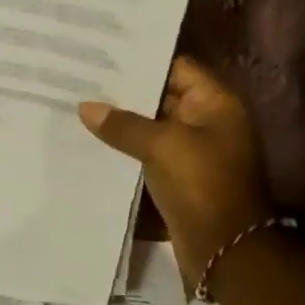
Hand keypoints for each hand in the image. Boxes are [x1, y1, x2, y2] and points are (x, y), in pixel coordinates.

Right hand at [79, 57, 273, 285]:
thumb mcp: (161, 146)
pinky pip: (149, 151)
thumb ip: (123, 124)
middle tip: (82, 77)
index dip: (142, 60)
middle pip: (162, 95)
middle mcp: (207, 121)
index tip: (103, 55)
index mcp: (215, 104)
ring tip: (79, 105)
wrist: (225, 249)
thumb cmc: (202, 185)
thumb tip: (86, 107)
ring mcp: (194, 150)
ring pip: (152, 125)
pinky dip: (126, 146)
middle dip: (125, 90)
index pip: (177, 67)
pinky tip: (92, 139)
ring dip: (122, 120)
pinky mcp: (179, 175)